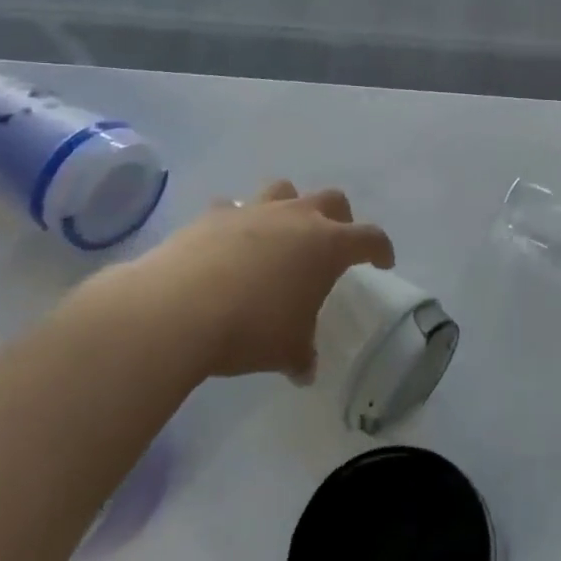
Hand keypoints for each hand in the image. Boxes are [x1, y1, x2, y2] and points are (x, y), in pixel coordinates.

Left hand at [85, 181, 394, 380]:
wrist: (177, 310)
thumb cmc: (250, 328)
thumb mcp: (286, 350)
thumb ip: (301, 354)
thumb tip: (305, 370)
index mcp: (328, 245)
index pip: (370, 238)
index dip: (380, 249)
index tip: (383, 262)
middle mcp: (297, 217)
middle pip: (331, 199)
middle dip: (339, 217)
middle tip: (332, 242)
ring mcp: (254, 210)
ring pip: (284, 190)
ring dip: (288, 206)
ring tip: (279, 232)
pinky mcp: (213, 215)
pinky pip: (231, 208)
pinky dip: (235, 221)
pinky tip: (227, 243)